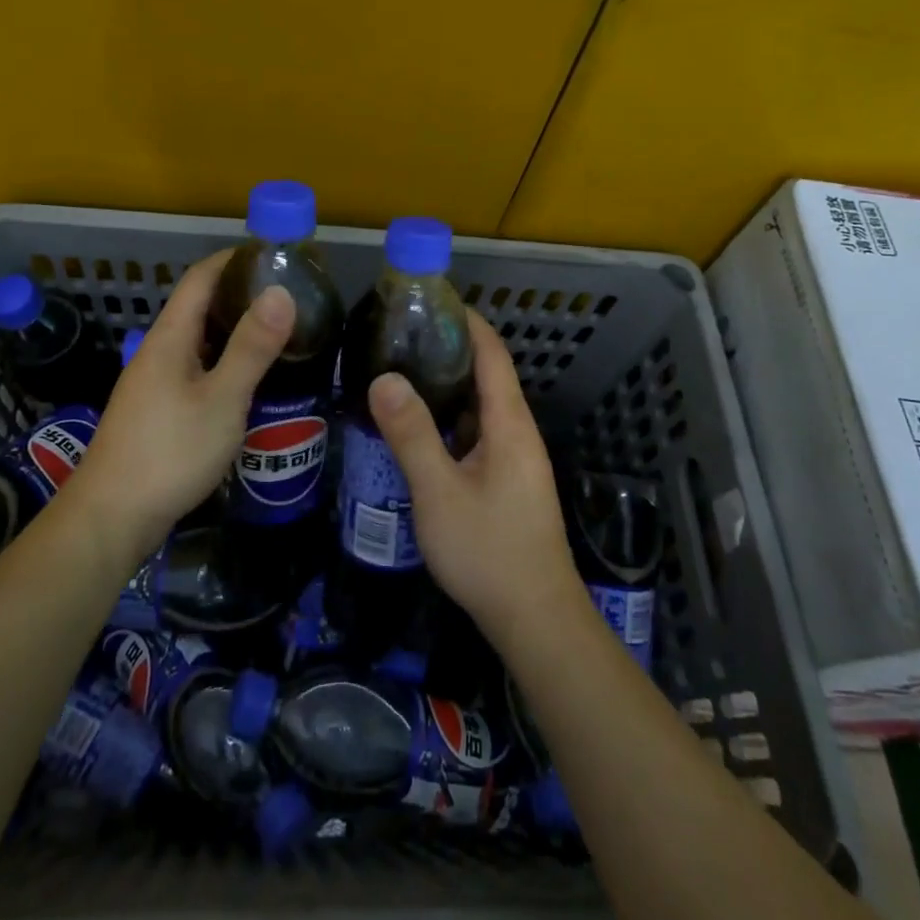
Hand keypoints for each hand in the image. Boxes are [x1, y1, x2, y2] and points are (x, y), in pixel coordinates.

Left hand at [60, 251, 294, 557]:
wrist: (112, 518)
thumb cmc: (170, 452)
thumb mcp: (222, 399)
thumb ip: (252, 346)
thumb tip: (281, 291)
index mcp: (170, 337)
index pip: (200, 277)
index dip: (233, 259)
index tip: (273, 254)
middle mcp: (158, 351)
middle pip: (198, 306)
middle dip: (240, 293)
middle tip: (288, 296)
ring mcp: (154, 383)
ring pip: (198, 341)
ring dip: (233, 329)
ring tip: (277, 333)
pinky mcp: (157, 411)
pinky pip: (195, 369)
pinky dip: (223, 361)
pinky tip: (247, 380)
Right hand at [368, 310, 582, 647]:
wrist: (535, 618)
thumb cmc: (488, 549)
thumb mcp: (439, 491)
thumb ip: (411, 433)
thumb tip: (384, 377)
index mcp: (509, 423)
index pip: (492, 353)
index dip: (467, 322)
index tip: (431, 300)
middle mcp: (517, 432)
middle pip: (487, 376)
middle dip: (449, 350)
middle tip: (401, 337)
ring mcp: (515, 460)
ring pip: (481, 408)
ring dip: (448, 387)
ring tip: (402, 373)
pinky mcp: (508, 483)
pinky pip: (478, 435)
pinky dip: (451, 420)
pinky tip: (419, 429)